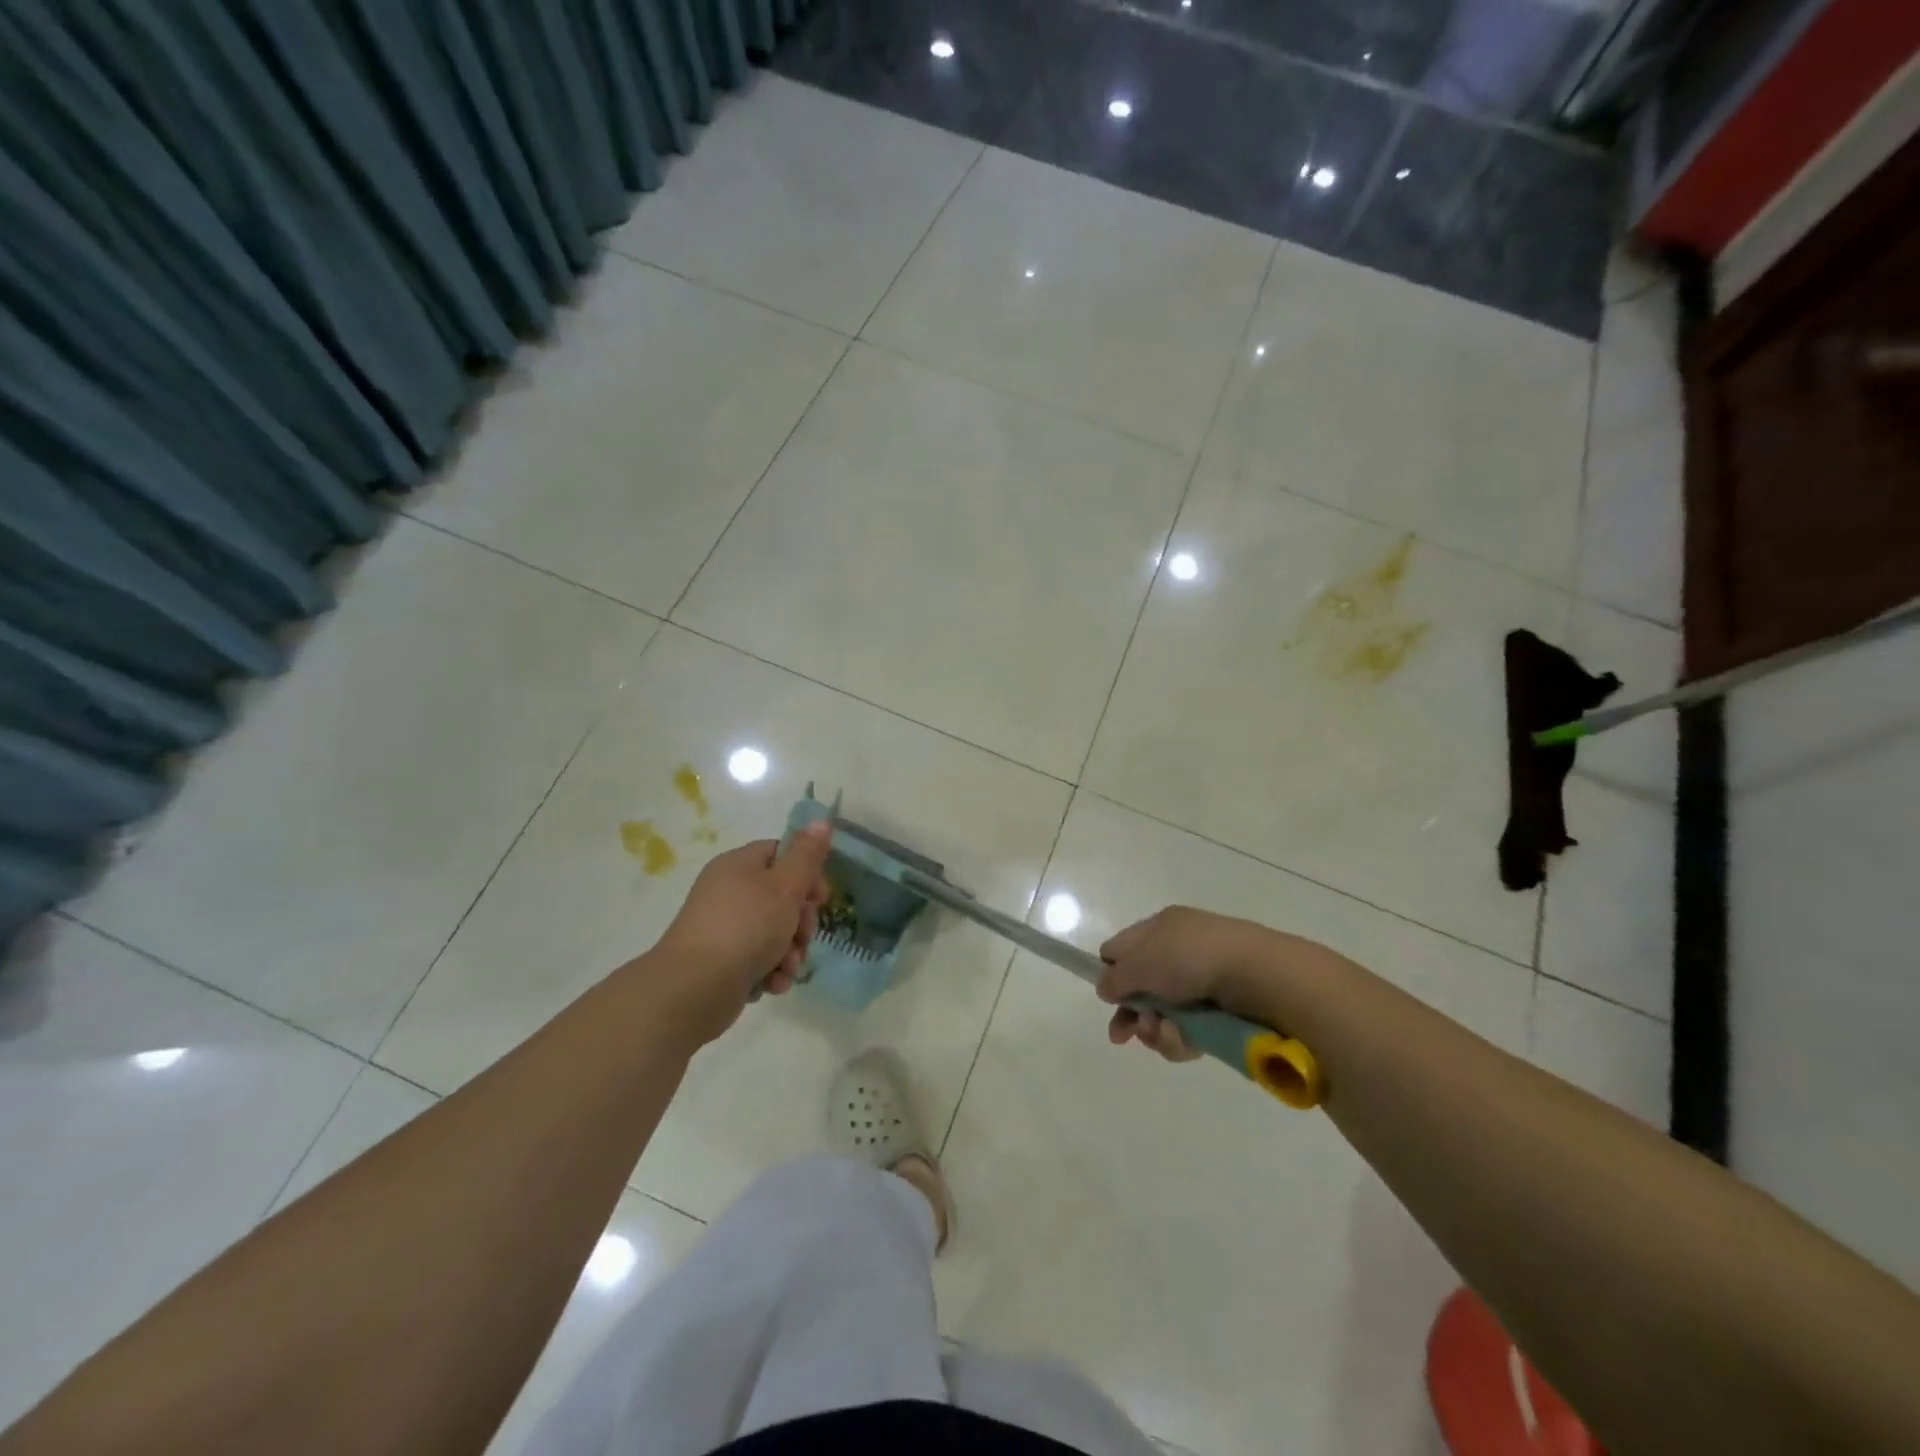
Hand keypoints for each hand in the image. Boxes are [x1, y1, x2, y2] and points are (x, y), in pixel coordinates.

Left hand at [650, 823, 832, 1042]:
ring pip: (773, 932)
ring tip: (787, 967)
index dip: (806, 874)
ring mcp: (723, 928)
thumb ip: (806, 855)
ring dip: (789, 951)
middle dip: (800, 922)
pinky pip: (757, 958)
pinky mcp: (721, 961)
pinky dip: (770, 970)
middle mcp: (728, 892)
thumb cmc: (746, 927)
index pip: (781, 854)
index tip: (821, 898)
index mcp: (738, 865)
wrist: (694, 988)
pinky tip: (772, 983)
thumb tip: (820, 821)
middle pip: (780, 897)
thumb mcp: (785, 886)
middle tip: (803, 937)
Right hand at [1095, 906, 1278, 1063]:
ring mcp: (1202, 984)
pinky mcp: (1222, 1013)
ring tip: (1163, 1035)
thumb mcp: (1141, 963)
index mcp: (1162, 927)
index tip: (1108, 997)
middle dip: (1131, 1014)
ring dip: (1156, 1030)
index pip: (1123, 948)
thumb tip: (1106, 989)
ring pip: (1163, 1015)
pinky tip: (1185, 1042)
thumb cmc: (1191, 958)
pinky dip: (1182, 1039)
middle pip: (1142, 988)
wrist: (1258, 977)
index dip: (1111, 972)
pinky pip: (1189, 1031)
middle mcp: (1180, 952)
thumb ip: (1115, 978)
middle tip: (1123, 1037)